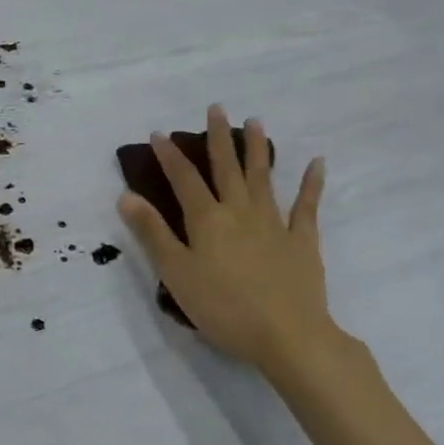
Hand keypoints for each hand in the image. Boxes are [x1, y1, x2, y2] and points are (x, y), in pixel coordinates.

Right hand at [117, 105, 358, 399]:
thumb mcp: (176, 273)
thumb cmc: (223, 308)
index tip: (159, 133)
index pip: (184, 179)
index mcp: (207, 220)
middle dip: (218, 138)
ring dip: (257, 149)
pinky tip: (317, 163)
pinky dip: (311, 184)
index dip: (170, 155)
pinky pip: (307, 206)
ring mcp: (274, 223)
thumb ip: (152, 233)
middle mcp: (240, 211)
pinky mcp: (302, 241)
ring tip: (256, 122)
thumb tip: (126, 195)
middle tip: (216, 108)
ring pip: (263, 178)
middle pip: (226, 168)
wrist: (288, 336)